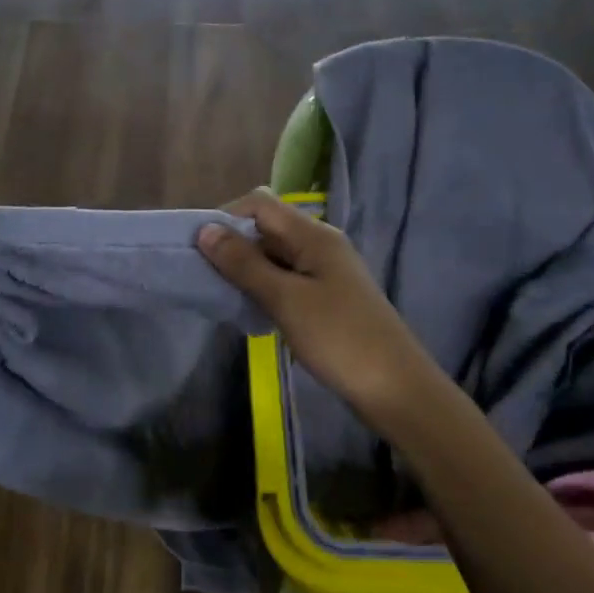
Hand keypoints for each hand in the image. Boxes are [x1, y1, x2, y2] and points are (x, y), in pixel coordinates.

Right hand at [198, 189, 441, 424]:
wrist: (394, 387)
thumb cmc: (338, 338)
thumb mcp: (285, 299)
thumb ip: (244, 264)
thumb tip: (206, 230)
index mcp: (314, 235)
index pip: (260, 204)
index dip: (226, 218)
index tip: (199, 249)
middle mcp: (320, 245)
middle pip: (266, 229)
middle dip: (233, 247)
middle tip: (205, 278)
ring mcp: (325, 272)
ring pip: (274, 258)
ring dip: (246, 272)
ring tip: (222, 297)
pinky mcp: (326, 298)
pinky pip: (286, 281)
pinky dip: (264, 290)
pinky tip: (250, 313)